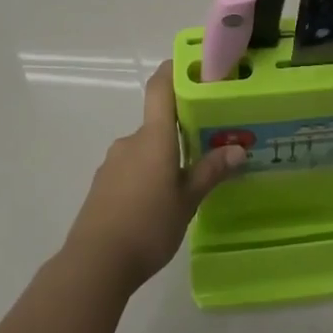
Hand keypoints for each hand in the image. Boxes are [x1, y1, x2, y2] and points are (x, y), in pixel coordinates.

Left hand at [63, 61, 244, 288]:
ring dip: (163, 158)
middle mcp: (130, 141)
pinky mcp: (102, 186)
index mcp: (153, 137)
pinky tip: (158, 204)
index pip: (160, 87)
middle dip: (180, 131)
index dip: (174, 71)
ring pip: (145, 149)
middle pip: (157, 123)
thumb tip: (238, 149)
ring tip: (185, 182)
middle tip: (207, 145)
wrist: (94, 264)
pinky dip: (147, 176)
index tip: (195, 67)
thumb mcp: (187, 201)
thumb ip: (210, 172)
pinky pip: (131, 169)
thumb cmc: (148, 225)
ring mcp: (112, 163)